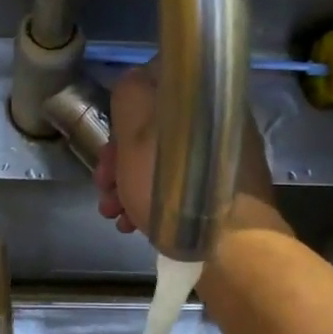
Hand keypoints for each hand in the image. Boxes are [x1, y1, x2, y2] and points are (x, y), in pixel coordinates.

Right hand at [94, 63, 288, 246]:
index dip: (121, 117)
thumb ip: (130, 96)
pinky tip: (135, 224)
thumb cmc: (174, 188)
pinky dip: (154, 200)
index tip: (107, 150)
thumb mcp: (137, 132)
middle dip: (120, 160)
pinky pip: (181, 185)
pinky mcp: (226, 191)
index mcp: (204, 98)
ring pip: (164, 161)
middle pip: (155, 131)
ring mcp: (224, 159)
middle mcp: (219, 121)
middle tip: (104, 190)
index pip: (153, 89)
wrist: (228, 246)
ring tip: (115, 215)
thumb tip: (133, 86)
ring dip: (130, 185)